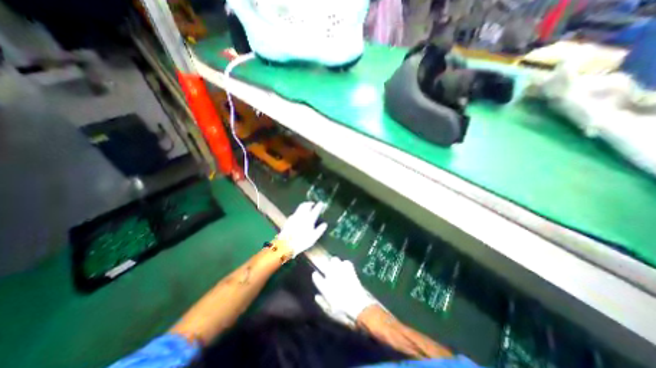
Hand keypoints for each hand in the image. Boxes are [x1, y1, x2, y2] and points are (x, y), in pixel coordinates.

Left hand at [274, 201, 328, 257]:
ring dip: (304, 204)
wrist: (286, 244)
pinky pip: (296, 211)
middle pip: (307, 205)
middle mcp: (302, 215)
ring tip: (307, 205)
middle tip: (313, 203)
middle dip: (310, 203)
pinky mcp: (290, 218)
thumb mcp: (314, 237)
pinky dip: (299, 210)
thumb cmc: (302, 241)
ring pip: (300, 207)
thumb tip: (325, 224)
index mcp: (310, 219)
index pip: (316, 209)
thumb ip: (320, 230)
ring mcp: (295, 216)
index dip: (319, 205)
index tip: (321, 203)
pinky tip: (299, 214)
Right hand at [314, 258, 379, 323]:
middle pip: (324, 264)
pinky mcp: (350, 270)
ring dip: (334, 262)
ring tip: (336, 266)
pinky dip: (345, 264)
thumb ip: (321, 302)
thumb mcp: (329, 311)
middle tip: (326, 269)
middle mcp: (330, 276)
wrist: (359, 306)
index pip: (316, 276)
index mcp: (324, 287)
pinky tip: (346, 268)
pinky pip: (346, 262)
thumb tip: (316, 296)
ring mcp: (341, 271)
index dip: (315, 276)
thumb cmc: (343, 312)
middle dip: (324, 265)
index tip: (316, 275)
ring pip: (334, 260)